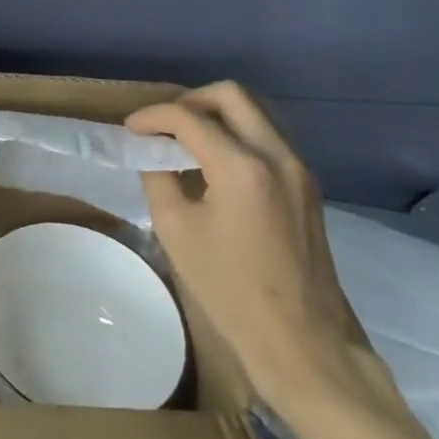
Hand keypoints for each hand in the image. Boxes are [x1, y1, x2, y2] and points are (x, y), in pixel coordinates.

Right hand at [127, 82, 399, 425]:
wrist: (302, 343)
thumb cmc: (230, 290)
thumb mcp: (176, 231)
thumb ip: (159, 178)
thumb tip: (154, 154)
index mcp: (242, 166)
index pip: (189, 117)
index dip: (153, 116)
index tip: (131, 129)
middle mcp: (277, 155)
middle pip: (231, 95)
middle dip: (190, 101)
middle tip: (163, 126)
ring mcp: (299, 169)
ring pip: (255, 112)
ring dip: (217, 115)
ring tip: (186, 141)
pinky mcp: (307, 187)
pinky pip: (268, 138)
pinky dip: (237, 135)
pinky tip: (215, 164)